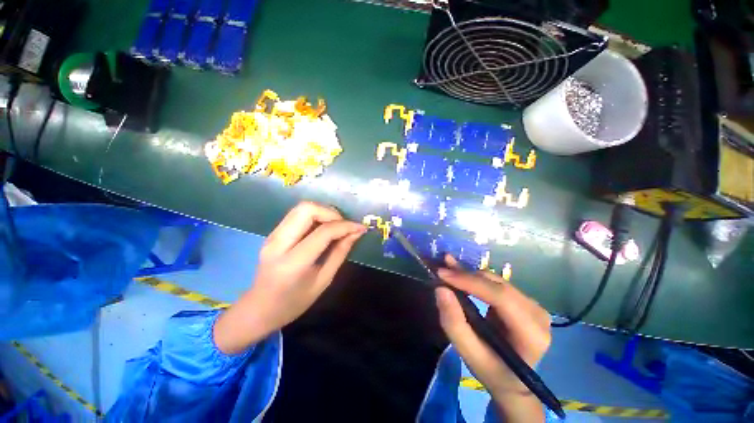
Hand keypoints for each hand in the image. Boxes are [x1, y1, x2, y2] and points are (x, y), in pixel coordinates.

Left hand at [214, 201, 365, 353]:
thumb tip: (355, 233)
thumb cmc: (294, 302)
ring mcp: (272, 235)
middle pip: (307, 209)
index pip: (323, 232)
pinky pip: (297, 215)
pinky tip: (323, 229)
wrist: (259, 309)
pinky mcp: (273, 233)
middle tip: (344, 226)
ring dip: (323, 212)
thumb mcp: (323, 281)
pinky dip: (315, 217)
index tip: (360, 228)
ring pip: (301, 208)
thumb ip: (340, 253)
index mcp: (293, 263)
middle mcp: (278, 243)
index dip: (346, 226)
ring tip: (336, 227)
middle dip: (331, 213)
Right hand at [435, 255, 550, 421]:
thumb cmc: (491, 370)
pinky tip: (460, 274)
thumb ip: (454, 323)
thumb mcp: (469, 353)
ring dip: (469, 275)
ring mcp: (533, 305)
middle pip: (498, 285)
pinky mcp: (524, 301)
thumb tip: (441, 289)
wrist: (512, 381)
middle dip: (466, 275)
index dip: (469, 281)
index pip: (500, 297)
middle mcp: (538, 314)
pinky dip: (475, 279)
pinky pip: (496, 283)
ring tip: (448, 269)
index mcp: (532, 334)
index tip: (442, 273)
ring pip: (495, 281)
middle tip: (441, 269)